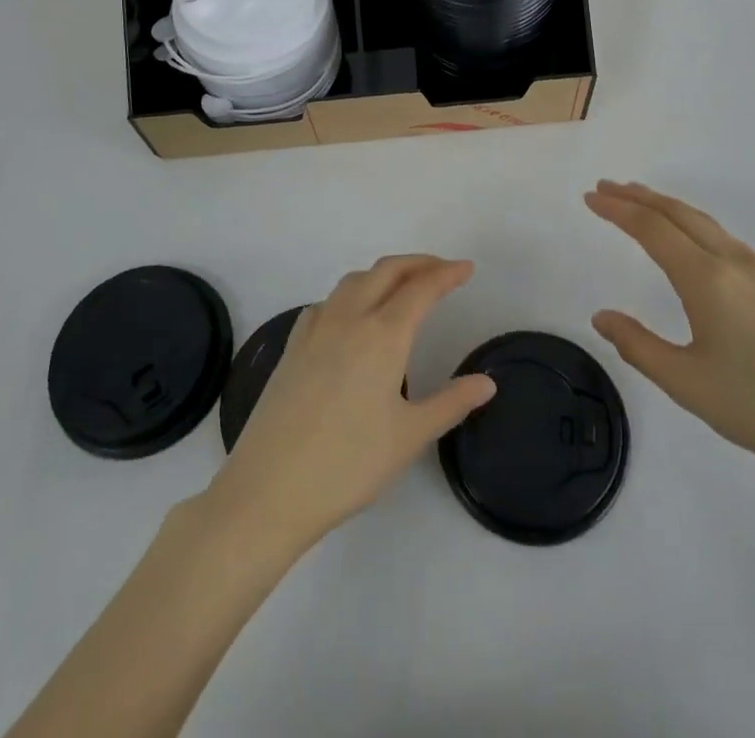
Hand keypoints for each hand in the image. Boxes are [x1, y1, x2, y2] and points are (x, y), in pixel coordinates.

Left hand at [200, 255, 495, 555]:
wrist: (267, 490)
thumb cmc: (347, 465)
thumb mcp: (409, 436)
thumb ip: (451, 403)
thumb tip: (487, 383)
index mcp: (382, 335)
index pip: (421, 288)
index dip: (447, 274)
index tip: (467, 269)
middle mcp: (349, 318)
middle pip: (387, 271)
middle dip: (418, 263)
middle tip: (443, 271)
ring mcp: (315, 328)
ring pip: (354, 280)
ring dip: (384, 273)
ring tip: (403, 287)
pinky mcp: (292, 345)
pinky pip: (328, 301)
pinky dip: (352, 293)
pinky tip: (353, 316)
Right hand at [586, 181, 754, 492]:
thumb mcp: (687, 384)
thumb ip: (638, 346)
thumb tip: (601, 317)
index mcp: (708, 280)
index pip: (652, 229)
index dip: (617, 210)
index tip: (590, 197)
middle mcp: (733, 261)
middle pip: (678, 214)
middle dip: (638, 197)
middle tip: (605, 188)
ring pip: (702, 221)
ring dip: (665, 207)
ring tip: (636, 202)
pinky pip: (720, 236)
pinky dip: (689, 222)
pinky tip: (684, 237)